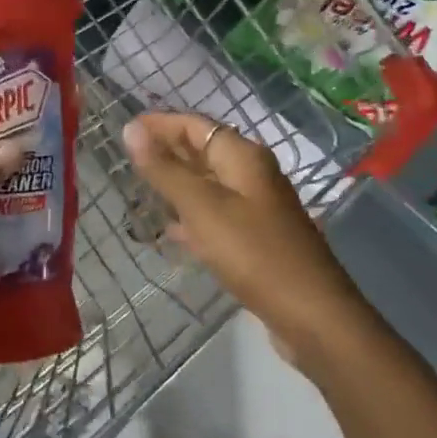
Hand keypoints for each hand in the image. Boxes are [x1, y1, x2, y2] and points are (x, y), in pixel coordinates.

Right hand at [123, 112, 361, 367]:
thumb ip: (165, 169)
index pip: (195, 125)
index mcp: (243, 157)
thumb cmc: (253, 252)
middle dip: (167, 150)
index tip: (125, 128)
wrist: (311, 314)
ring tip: (140, 189)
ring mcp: (257, 207)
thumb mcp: (202, 207)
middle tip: (127, 157)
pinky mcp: (256, 238)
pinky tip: (171, 231)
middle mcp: (252, 174)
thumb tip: (131, 128)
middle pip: (204, 150)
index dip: (160, 123)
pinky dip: (192, 215)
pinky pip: (217, 215)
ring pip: (209, 184)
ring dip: (177, 183)